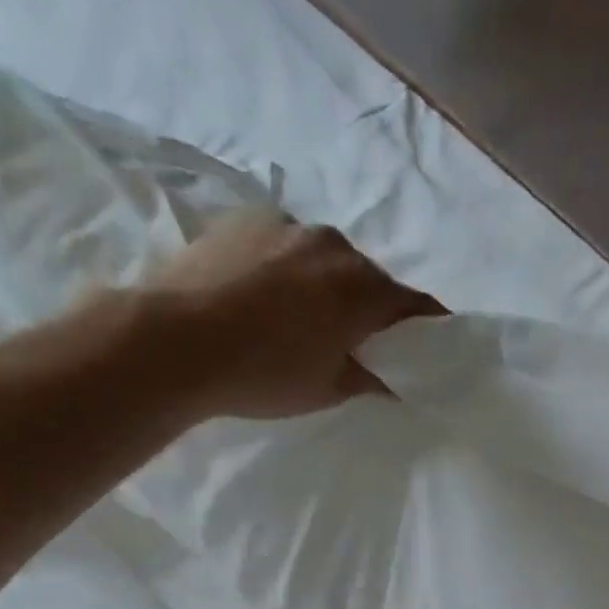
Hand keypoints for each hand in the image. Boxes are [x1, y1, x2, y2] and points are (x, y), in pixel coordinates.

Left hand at [153, 209, 443, 420]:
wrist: (177, 341)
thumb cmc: (264, 375)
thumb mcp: (328, 390)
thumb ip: (369, 378)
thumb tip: (389, 376)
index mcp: (363, 289)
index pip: (415, 306)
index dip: (428, 326)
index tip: (431, 342)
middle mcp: (335, 245)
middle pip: (368, 279)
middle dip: (369, 307)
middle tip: (354, 341)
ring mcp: (288, 225)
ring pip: (326, 258)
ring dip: (326, 284)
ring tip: (299, 317)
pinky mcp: (247, 218)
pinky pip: (285, 244)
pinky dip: (287, 267)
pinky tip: (262, 294)